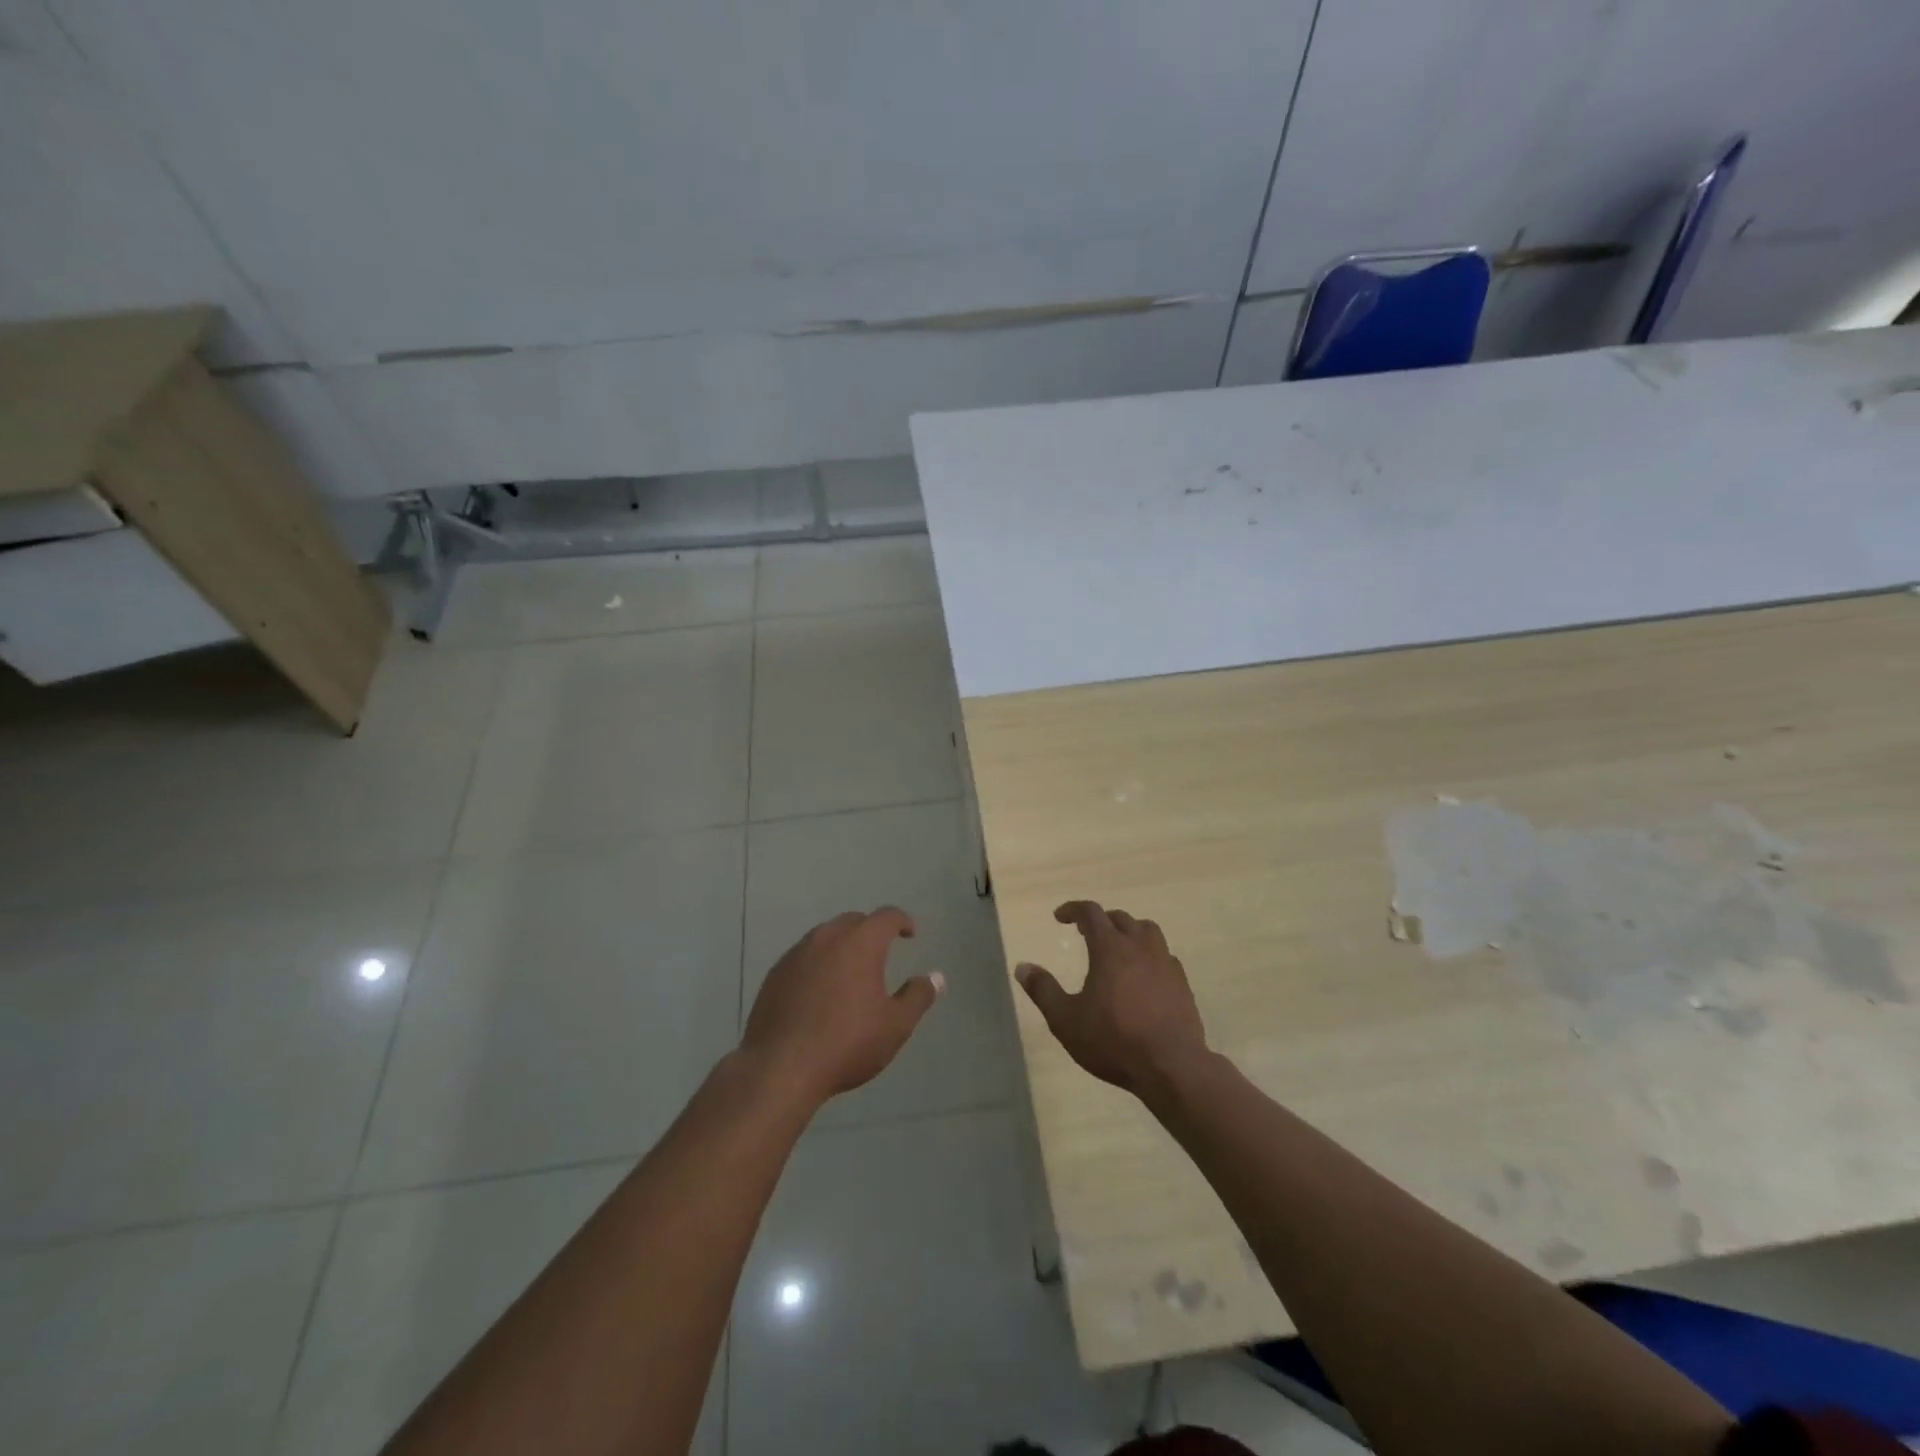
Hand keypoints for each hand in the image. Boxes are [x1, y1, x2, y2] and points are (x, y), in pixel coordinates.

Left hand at [741, 907, 942, 1105]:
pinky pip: (803, 956)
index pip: (886, 917)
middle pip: (853, 921)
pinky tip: (819, 990)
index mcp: (860, 943)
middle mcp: (827, 937)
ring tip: (850, 970)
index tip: (909, 934)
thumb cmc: (847, 1043)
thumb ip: (918, 996)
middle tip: (881, 952)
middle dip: (870, 931)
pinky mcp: (775, 973)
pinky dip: (818, 962)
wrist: (780, 1068)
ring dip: (842, 945)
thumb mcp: (895, 1025)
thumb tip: (935, 977)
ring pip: (825, 936)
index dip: (901, 921)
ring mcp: (796, 953)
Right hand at [1015, 901, 1209, 1097]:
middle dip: (1100, 920)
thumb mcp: (1066, 1020)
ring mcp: (1165, 963)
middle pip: (1120, 918)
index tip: (1060, 917)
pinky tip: (1143, 975)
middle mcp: (1140, 947)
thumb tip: (1022, 967)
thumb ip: (1043, 990)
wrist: (1171, 1066)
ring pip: (1147, 931)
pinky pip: (1164, 956)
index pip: (1090, 912)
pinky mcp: (1182, 983)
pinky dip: (1149, 955)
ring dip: (1129, 931)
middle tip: (1085, 933)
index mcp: (1110, 948)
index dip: (1073, 909)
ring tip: (1118, 947)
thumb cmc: (1113, 1041)